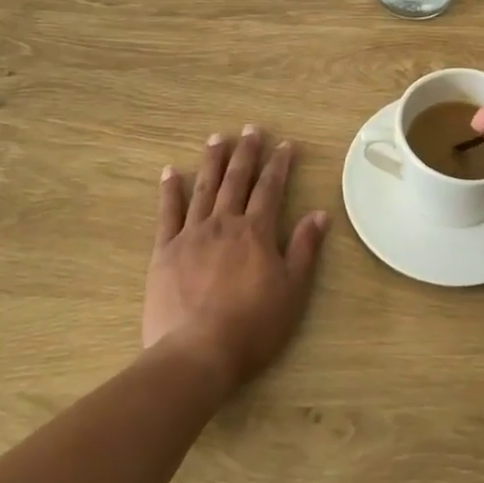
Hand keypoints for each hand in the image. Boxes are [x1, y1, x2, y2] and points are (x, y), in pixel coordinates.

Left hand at [144, 126, 329, 387]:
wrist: (197, 353)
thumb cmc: (252, 326)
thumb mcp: (292, 290)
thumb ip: (304, 248)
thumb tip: (319, 213)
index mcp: (256, 232)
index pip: (270, 188)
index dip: (279, 164)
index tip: (285, 144)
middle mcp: (224, 223)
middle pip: (237, 180)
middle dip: (246, 152)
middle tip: (251, 129)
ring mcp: (191, 235)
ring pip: (204, 188)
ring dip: (212, 162)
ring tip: (216, 138)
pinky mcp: (164, 252)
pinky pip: (167, 214)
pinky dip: (170, 191)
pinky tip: (171, 172)